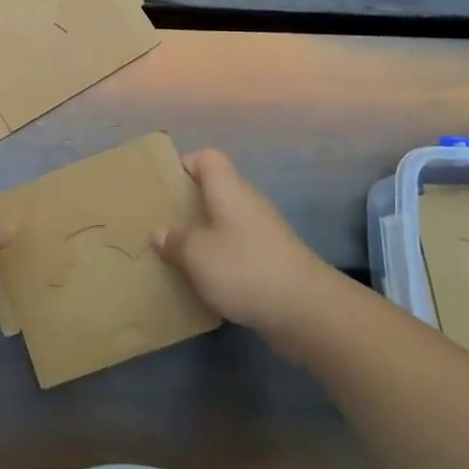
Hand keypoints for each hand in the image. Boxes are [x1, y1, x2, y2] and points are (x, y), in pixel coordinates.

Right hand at [153, 149, 330, 335]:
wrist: (307, 310)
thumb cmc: (245, 268)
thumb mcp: (197, 254)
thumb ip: (175, 240)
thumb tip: (161, 232)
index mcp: (229, 189)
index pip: (208, 158)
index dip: (185, 165)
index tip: (165, 186)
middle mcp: (249, 203)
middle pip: (217, 190)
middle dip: (190, 205)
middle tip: (164, 223)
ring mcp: (265, 232)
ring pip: (227, 222)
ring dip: (205, 235)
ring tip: (179, 254)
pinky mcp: (274, 260)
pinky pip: (239, 248)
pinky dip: (222, 259)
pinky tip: (207, 280)